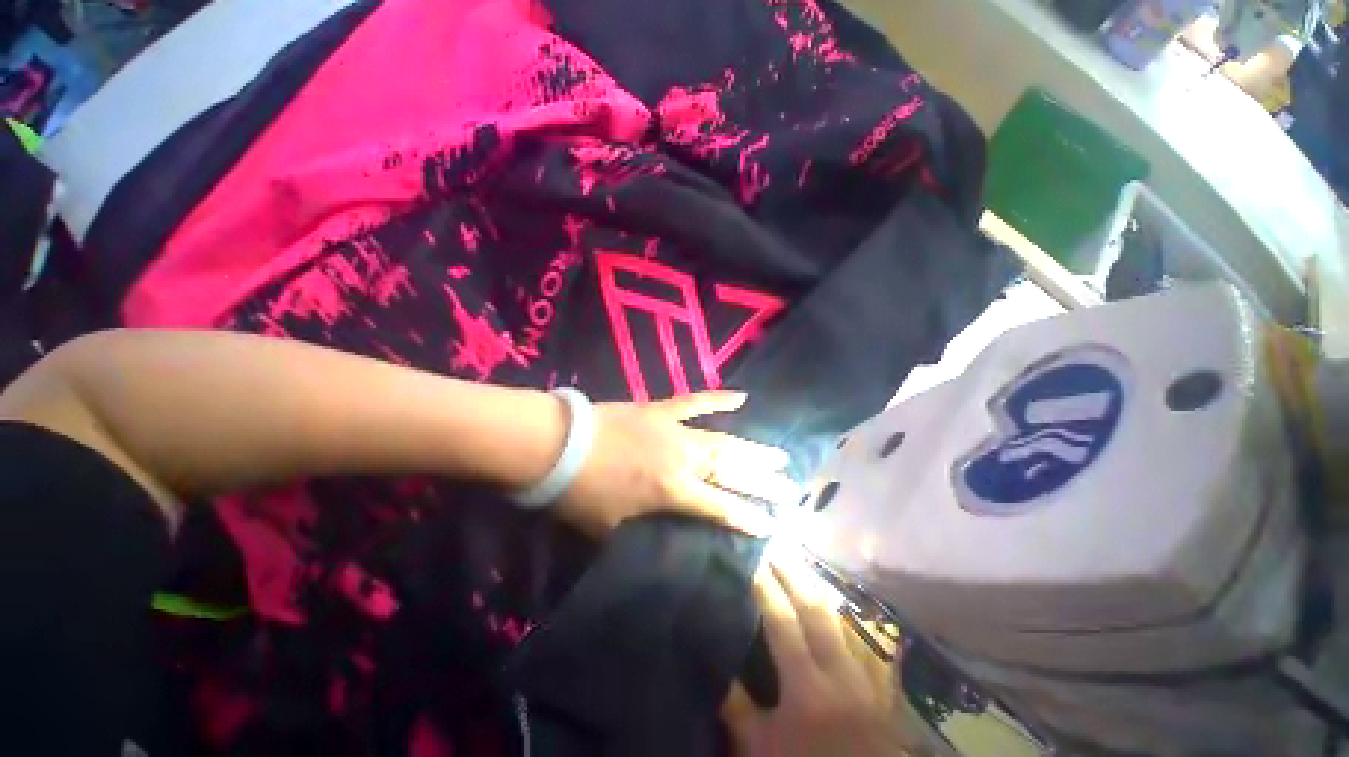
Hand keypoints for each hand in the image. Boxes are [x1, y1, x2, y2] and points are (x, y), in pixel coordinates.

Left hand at [553, 391, 793, 536]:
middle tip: (789, 487)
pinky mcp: (662, 410)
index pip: (720, 507)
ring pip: (723, 439)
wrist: (559, 445)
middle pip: (731, 471)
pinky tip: (742, 397)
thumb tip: (664, 534)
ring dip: (752, 448)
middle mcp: (683, 459)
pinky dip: (719, 399)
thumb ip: (643, 528)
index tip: (773, 524)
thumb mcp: (612, 527)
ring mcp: (675, 429)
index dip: (748, 517)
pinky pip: (696, 402)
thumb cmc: (583, 492)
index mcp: (671, 490)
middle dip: (762, 482)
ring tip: (778, 455)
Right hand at [724, 557, 908, 756]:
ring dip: (815, 587)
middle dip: (793, 573)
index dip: (766, 586)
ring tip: (797, 562)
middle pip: (815, 608)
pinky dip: (838, 613)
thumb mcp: (762, 748)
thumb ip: (739, 708)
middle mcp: (839, 670)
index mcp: (808, 686)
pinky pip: (856, 636)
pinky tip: (830, 599)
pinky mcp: (876, 683)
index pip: (783, 621)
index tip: (753, 557)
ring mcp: (863, 674)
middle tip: (776, 545)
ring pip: (838, 617)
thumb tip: (719, 666)